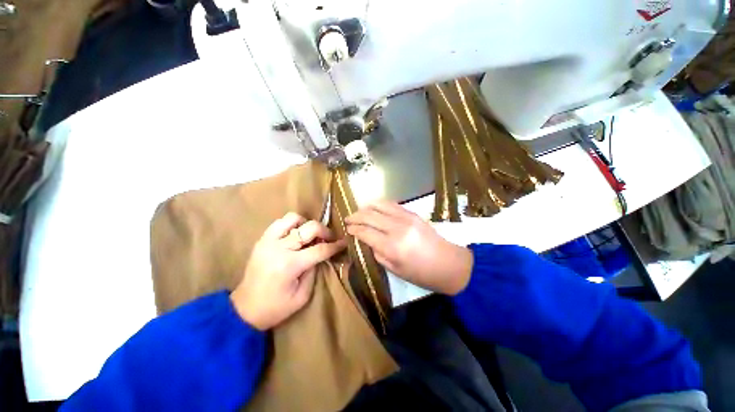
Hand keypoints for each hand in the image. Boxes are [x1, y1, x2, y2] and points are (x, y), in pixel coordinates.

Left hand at [231, 213, 345, 329]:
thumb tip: (322, 253)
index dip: (335, 246)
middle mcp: (279, 248)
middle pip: (309, 228)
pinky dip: (292, 224)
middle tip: (329, 239)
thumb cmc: (276, 308)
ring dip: (306, 224)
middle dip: (325, 231)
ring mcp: (268, 241)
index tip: (344, 243)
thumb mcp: (302, 296)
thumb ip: (314, 271)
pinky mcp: (261, 240)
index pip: (320, 249)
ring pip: (293, 218)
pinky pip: (280, 222)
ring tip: (310, 235)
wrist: (244, 310)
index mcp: (290, 265)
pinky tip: (296, 235)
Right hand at [345, 201, 472, 294]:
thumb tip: (367, 240)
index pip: (365, 232)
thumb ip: (377, 252)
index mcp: (391, 246)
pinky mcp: (412, 213)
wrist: (447, 263)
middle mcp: (396, 228)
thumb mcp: (394, 269)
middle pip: (369, 216)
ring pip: (379, 205)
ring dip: (366, 207)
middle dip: (355, 216)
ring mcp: (406, 217)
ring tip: (359, 211)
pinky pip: (392, 204)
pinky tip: (374, 208)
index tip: (347, 229)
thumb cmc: (420, 273)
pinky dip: (379, 204)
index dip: (353, 229)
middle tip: (348, 219)